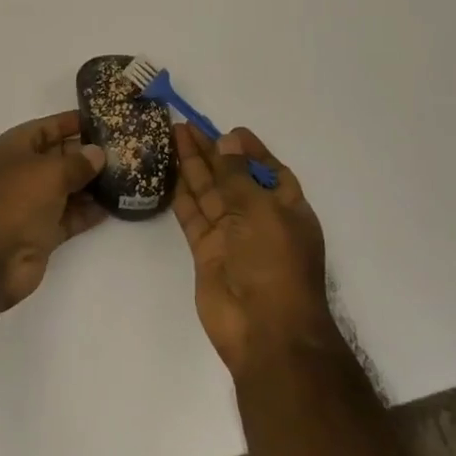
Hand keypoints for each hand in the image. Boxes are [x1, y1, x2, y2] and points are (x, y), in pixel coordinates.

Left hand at [0, 111, 107, 306]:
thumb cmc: (13, 201)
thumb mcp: (47, 172)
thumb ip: (76, 162)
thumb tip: (97, 153)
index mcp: (12, 149)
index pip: (45, 128)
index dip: (71, 123)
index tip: (103, 120)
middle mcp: (20, 173)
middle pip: (58, 158)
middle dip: (87, 154)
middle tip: (124, 150)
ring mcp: (30, 204)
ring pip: (66, 188)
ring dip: (92, 184)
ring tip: (126, 176)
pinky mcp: (41, 233)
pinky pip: (69, 217)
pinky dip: (88, 212)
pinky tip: (114, 205)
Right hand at [173, 123, 336, 377]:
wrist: (264, 330)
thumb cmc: (275, 264)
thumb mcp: (261, 210)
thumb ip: (238, 175)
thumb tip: (228, 140)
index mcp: (286, 208)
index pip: (268, 170)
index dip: (249, 150)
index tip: (228, 129)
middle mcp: (259, 219)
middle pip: (232, 177)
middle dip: (212, 151)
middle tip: (186, 125)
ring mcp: (231, 236)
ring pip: (209, 193)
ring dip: (193, 166)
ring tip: (173, 136)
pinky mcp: (206, 252)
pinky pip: (193, 216)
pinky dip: (182, 195)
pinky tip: (169, 172)